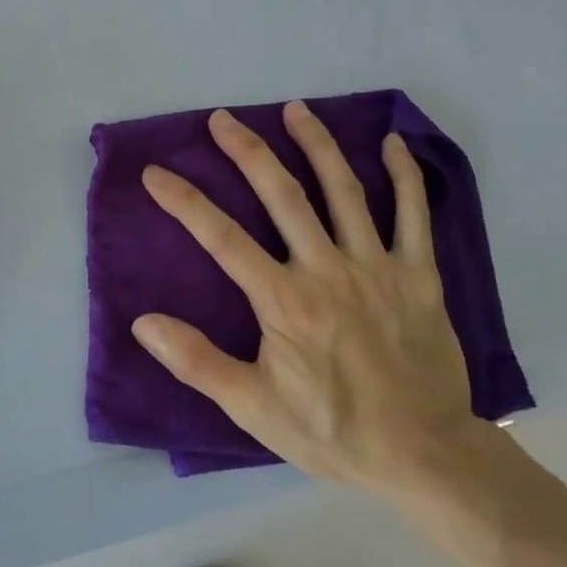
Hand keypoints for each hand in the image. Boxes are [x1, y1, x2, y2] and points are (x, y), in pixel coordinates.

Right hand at [133, 103, 488, 495]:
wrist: (424, 456)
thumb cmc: (331, 431)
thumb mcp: (253, 407)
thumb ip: (197, 362)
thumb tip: (143, 322)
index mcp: (284, 301)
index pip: (223, 238)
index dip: (185, 201)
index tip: (156, 173)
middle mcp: (328, 270)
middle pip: (283, 197)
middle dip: (248, 153)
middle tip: (223, 119)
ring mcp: (378, 267)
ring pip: (344, 191)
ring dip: (317, 146)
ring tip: (295, 110)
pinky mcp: (419, 275)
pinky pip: (415, 215)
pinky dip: (405, 176)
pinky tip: (392, 143)